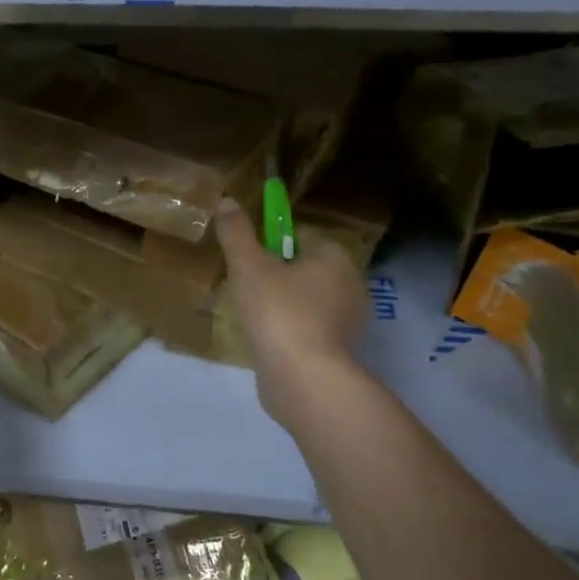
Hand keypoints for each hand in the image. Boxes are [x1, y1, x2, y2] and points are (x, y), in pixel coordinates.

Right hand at [215, 198, 368, 429]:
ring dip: (284, 303)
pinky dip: (291, 330)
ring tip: (253, 316)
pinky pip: (310, 328)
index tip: (248, 259)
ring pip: (308, 299)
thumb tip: (227, 200)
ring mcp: (349, 321)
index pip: (301, 235)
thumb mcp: (248, 266)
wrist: (304, 378)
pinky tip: (268, 339)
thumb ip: (236, 233)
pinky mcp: (339, 351)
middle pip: (306, 267)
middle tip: (246, 287)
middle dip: (278, 274)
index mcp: (335, 257)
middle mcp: (351, 284)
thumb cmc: (279, 312)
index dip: (272, 243)